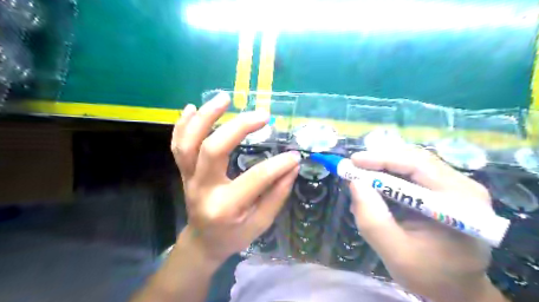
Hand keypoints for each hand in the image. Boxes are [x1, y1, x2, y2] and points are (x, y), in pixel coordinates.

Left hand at [171, 92, 300, 265]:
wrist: (203, 241)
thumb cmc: (234, 235)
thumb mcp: (260, 223)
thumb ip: (277, 195)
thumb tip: (292, 166)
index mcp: (225, 207)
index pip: (255, 178)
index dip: (278, 165)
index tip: (294, 155)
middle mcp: (202, 189)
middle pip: (213, 149)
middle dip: (239, 127)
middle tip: (262, 115)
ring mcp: (188, 178)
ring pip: (189, 142)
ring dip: (206, 117)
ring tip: (224, 98)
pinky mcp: (184, 172)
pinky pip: (177, 145)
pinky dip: (183, 125)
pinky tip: (192, 108)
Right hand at [350, 145, 496, 300]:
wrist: (456, 289)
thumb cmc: (429, 276)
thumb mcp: (395, 253)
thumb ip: (373, 219)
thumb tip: (355, 183)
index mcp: (460, 204)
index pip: (419, 166)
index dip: (383, 160)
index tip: (353, 161)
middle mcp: (464, 187)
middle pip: (416, 160)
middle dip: (381, 162)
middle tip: (354, 168)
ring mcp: (458, 186)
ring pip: (413, 163)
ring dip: (384, 169)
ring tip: (361, 180)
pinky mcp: (447, 189)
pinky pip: (414, 173)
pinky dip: (390, 177)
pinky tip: (375, 188)